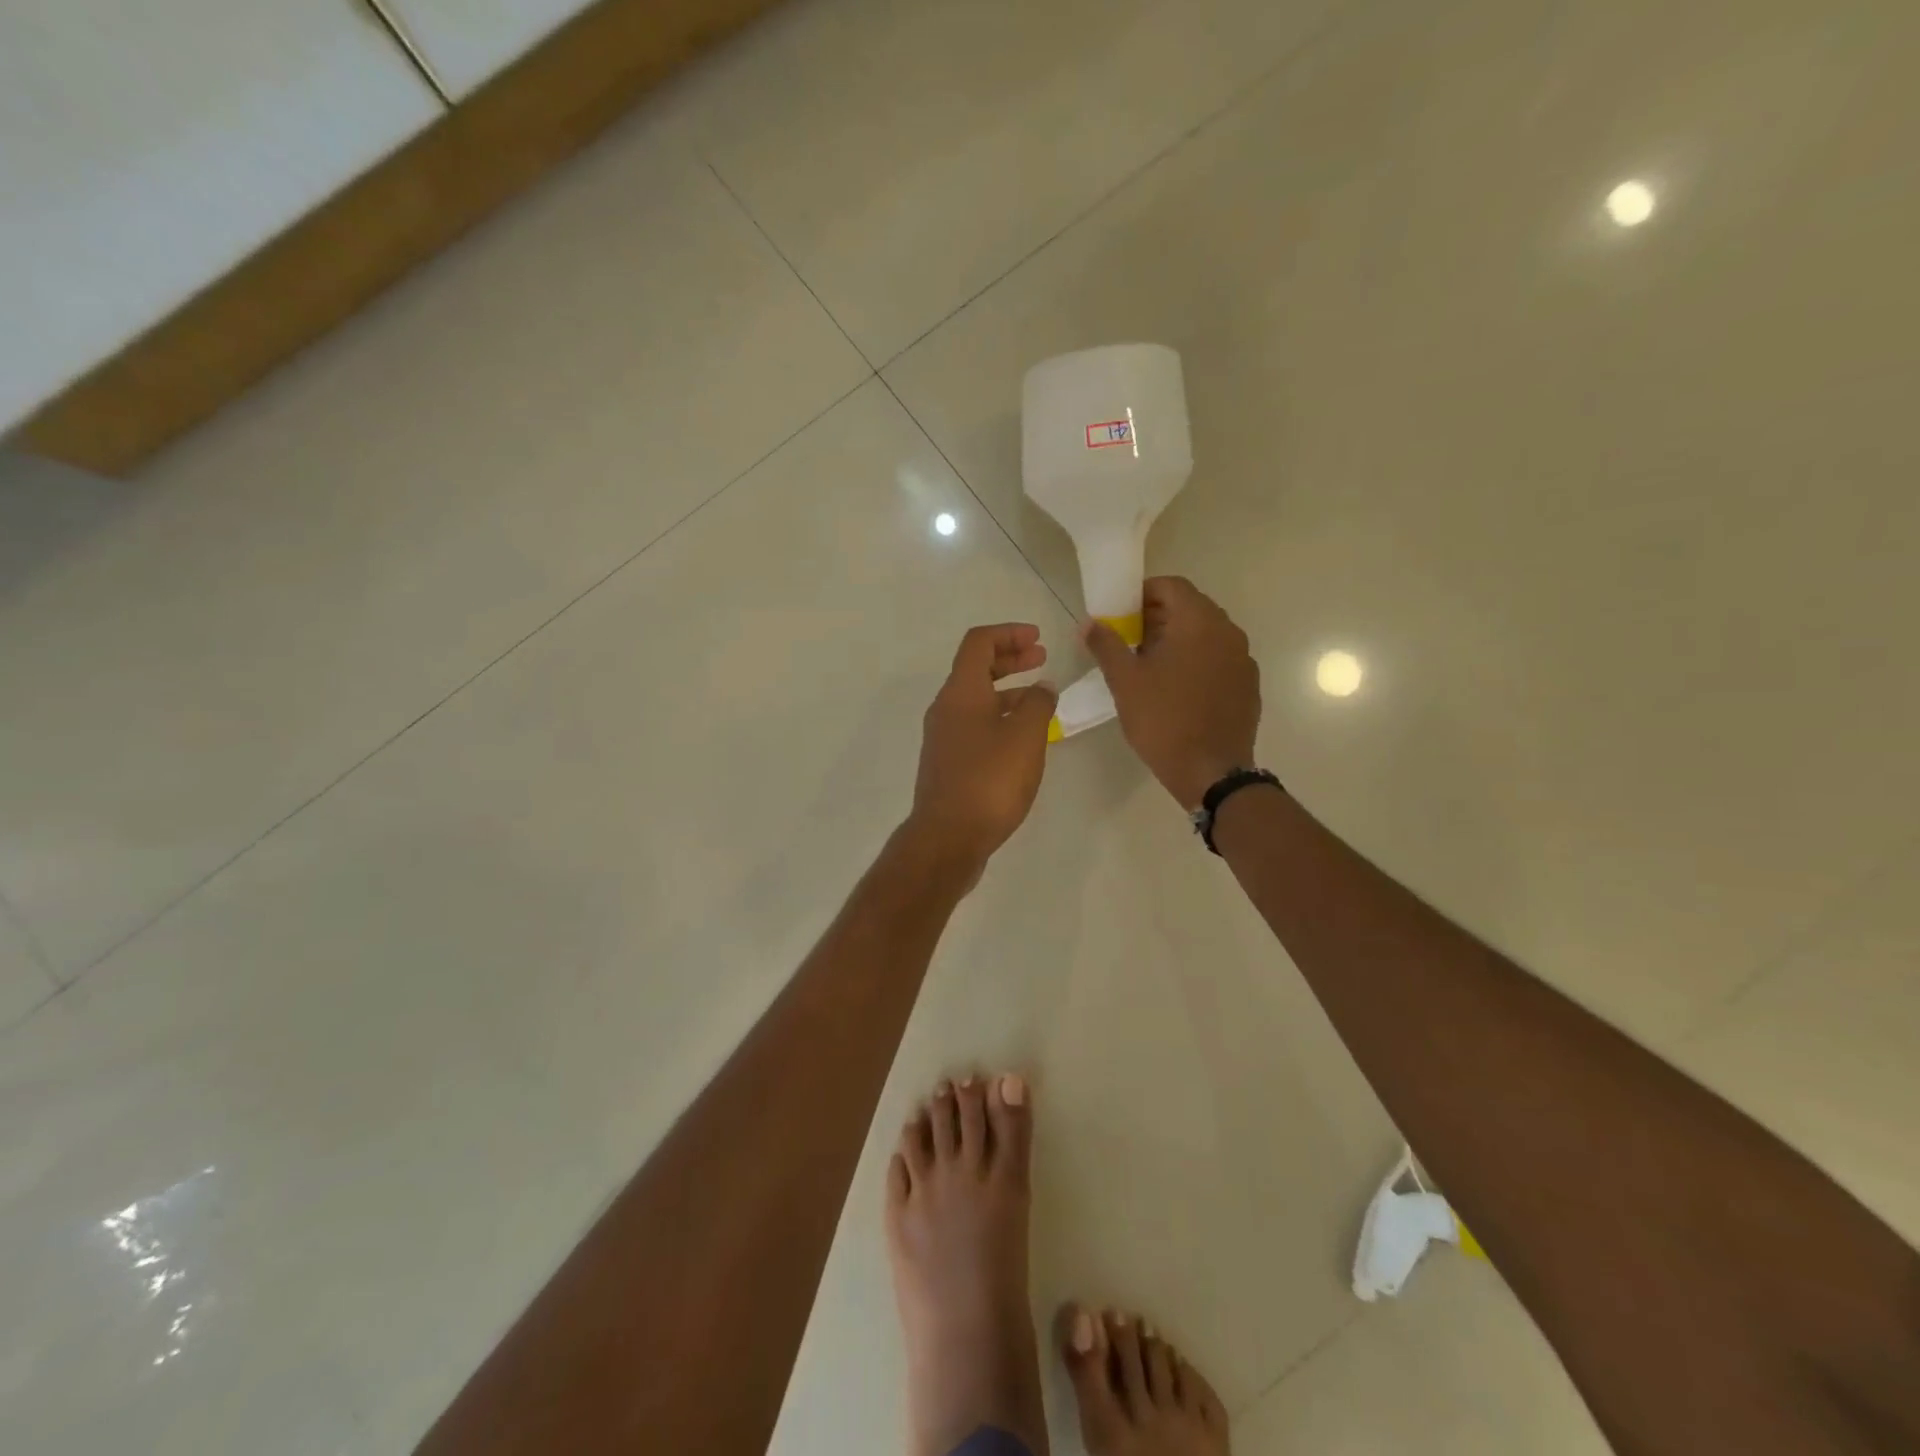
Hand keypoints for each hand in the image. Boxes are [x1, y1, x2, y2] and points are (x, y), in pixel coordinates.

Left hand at [907, 623, 1058, 870]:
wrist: (948, 837)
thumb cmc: (989, 781)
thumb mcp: (1025, 736)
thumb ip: (1038, 704)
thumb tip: (1042, 688)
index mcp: (961, 692)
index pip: (979, 642)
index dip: (1009, 633)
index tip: (1039, 639)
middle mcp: (946, 708)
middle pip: (975, 668)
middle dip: (1010, 658)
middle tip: (1042, 658)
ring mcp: (944, 737)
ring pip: (976, 699)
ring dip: (1007, 690)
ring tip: (1041, 698)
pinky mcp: (948, 763)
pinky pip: (975, 725)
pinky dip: (999, 717)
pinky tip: (1022, 737)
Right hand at [1081, 577, 1260, 808]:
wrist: (1211, 772)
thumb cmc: (1163, 720)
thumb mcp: (1125, 681)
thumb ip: (1106, 645)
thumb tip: (1089, 623)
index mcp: (1198, 623)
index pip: (1172, 586)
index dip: (1143, 593)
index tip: (1121, 613)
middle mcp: (1228, 632)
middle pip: (1191, 607)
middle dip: (1159, 616)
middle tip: (1130, 639)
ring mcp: (1243, 658)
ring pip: (1206, 633)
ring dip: (1178, 638)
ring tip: (1151, 665)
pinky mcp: (1247, 684)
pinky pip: (1219, 658)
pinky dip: (1197, 660)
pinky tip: (1178, 688)